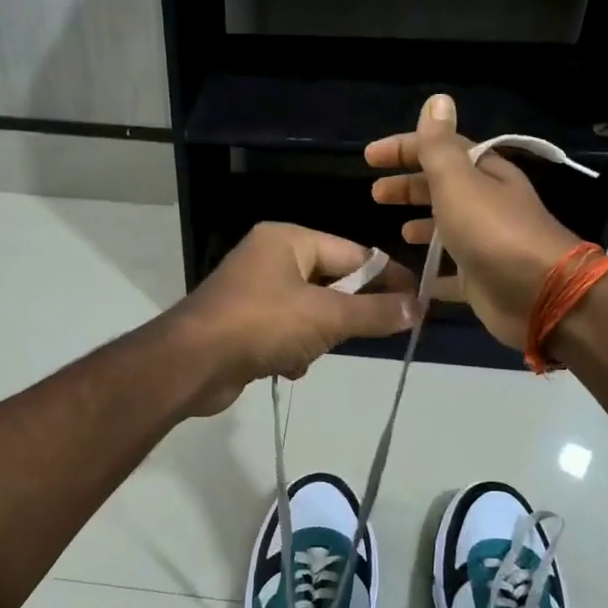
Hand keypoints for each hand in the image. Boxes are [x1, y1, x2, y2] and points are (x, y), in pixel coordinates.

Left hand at [169, 222, 417, 415]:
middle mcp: (270, 258)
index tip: (416, 303)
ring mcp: (254, 291)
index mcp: (288, 240)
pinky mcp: (243, 323)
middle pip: (332, 282)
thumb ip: (374, 313)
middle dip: (345, 314)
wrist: (191, 364)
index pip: (353, 253)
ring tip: (308, 353)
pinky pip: (286, 332)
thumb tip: (417, 308)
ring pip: (310, 312)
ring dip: (317, 338)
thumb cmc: (261, 325)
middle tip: (365, 335)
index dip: (386, 278)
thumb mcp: (326, 318)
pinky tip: (287, 368)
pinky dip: (293, 350)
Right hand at [365, 94, 582, 349]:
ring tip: (398, 232)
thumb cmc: (492, 231)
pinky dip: (432, 271)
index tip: (369, 157)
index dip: (404, 148)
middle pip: (442, 187)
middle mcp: (487, 204)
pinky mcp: (481, 279)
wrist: (538, 294)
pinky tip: (411, 276)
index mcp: (483, 174)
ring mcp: (485, 243)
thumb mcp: (458, 181)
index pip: (440, 150)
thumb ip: (439, 146)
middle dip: (409, 187)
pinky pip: (451, 272)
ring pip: (448, 227)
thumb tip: (437, 100)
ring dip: (423, 225)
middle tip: (376, 194)